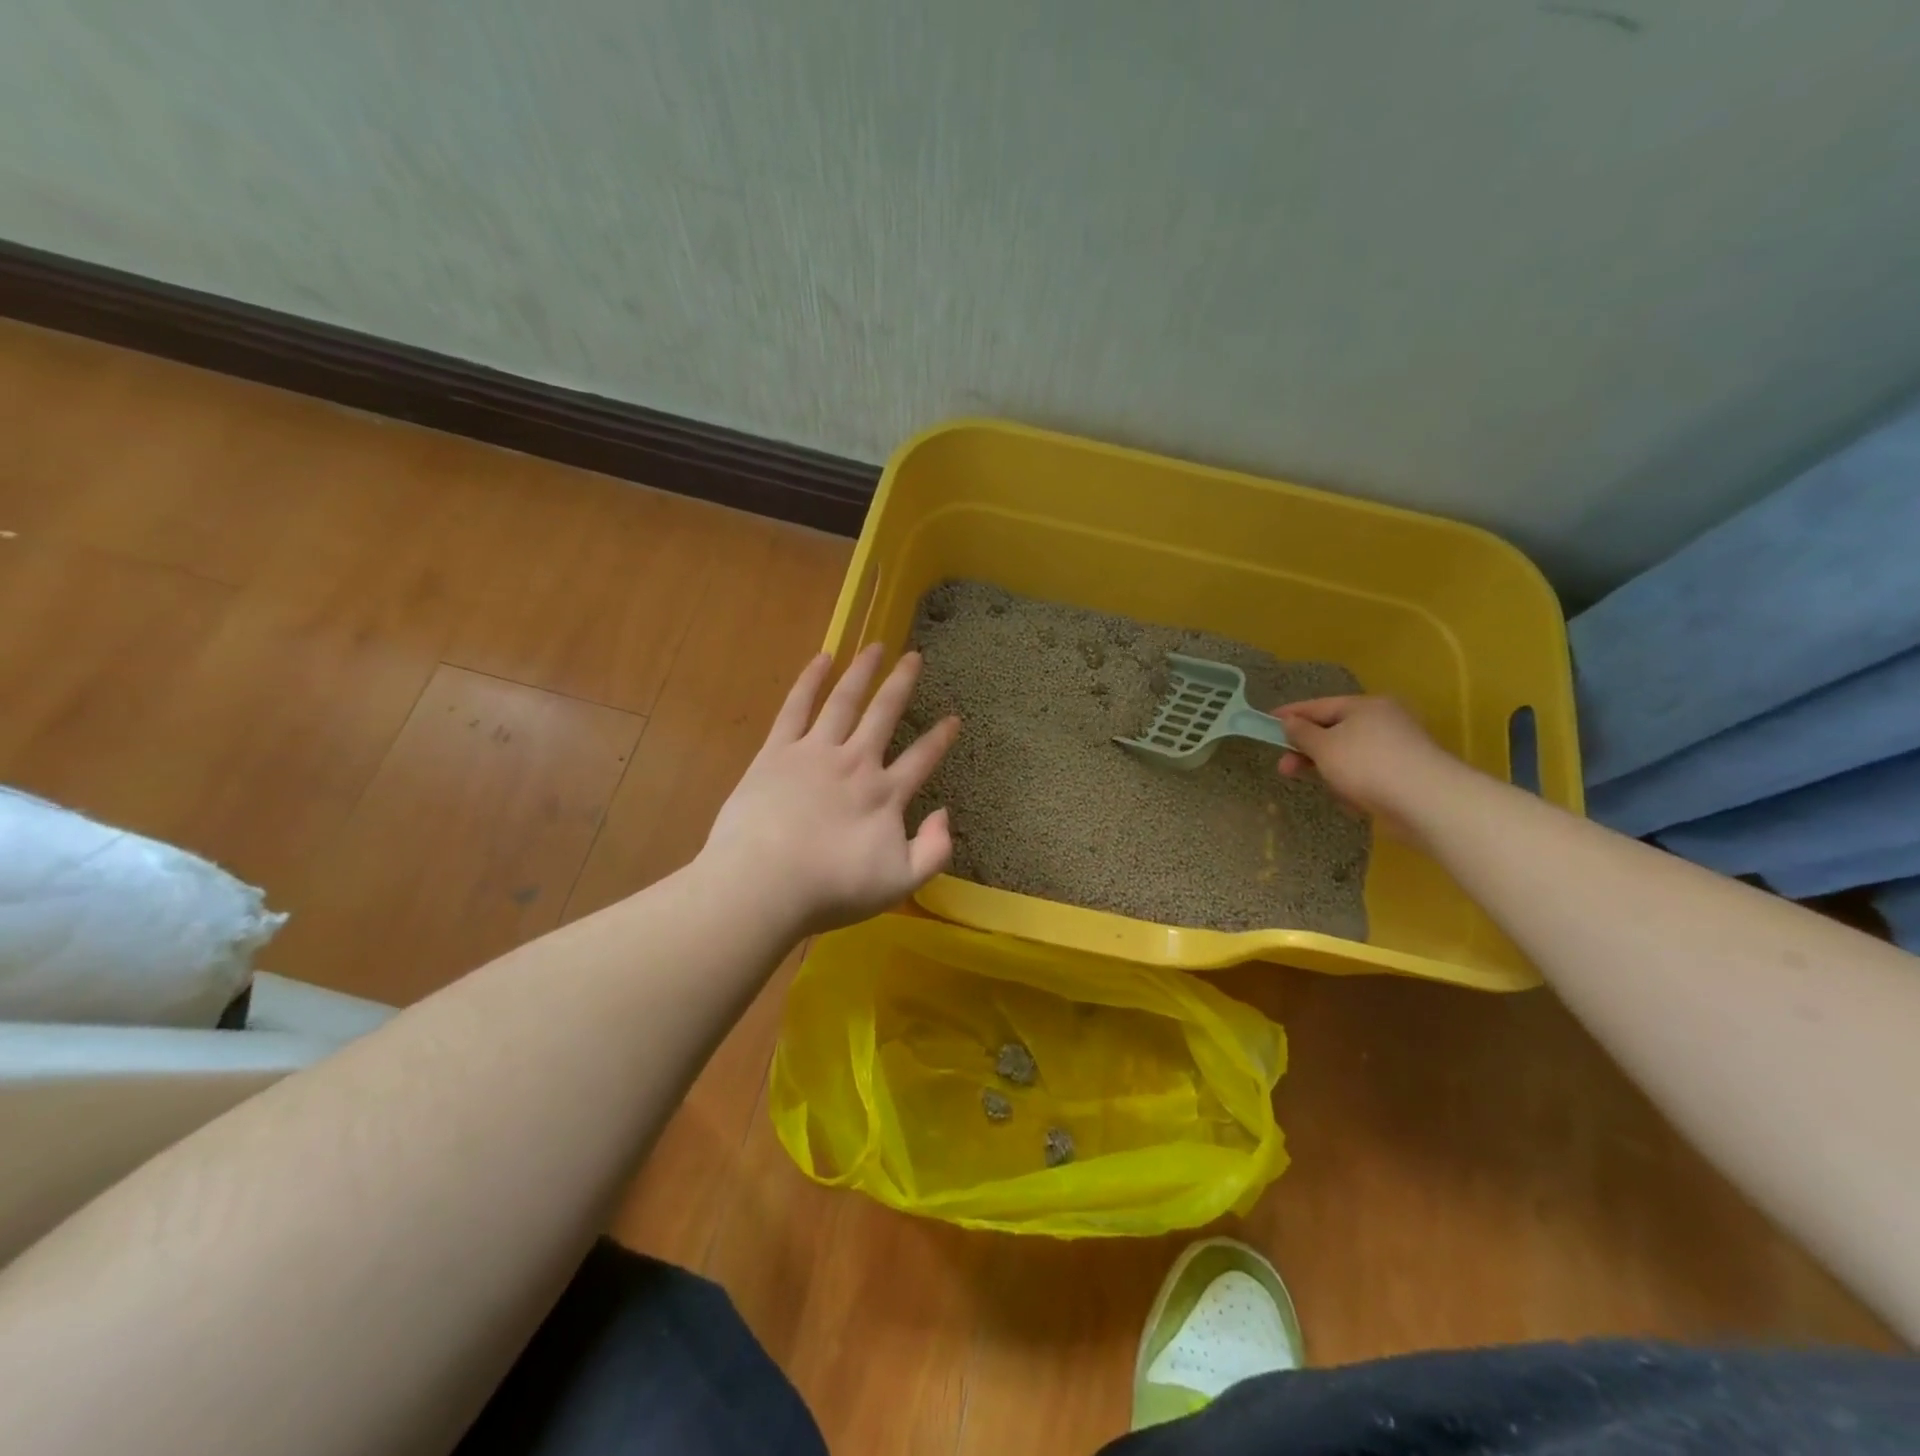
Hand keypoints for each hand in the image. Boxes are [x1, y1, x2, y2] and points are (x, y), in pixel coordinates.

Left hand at [703, 644, 959, 936]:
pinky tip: (822, 658)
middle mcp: (855, 762)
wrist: (763, 884)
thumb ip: (934, 851)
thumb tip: (944, 814)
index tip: (954, 718)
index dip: (941, 738)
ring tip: (875, 647)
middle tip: (914, 657)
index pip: (922, 759)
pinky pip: (797, 706)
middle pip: (884, 714)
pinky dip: (810, 680)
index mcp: (885, 794)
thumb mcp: (899, 884)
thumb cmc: (830, 889)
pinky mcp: (777, 751)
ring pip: (844, 700)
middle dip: (902, 684)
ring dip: (862, 671)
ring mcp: (815, 752)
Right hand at [1271, 696, 1462, 836]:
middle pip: (1334, 731)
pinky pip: (1365, 776)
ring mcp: (1397, 748)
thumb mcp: (1324, 746)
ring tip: (1324, 788)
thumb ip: (1302, 733)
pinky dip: (1352, 785)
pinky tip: (1350, 801)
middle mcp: (1384, 721)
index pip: (1319, 705)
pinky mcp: (1404, 775)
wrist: (1427, 802)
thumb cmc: (1367, 765)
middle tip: (1284, 768)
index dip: (1291, 714)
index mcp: (1366, 706)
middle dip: (1307, 751)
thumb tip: (1290, 722)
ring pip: (1348, 756)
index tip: (1267, 721)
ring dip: (1330, 771)